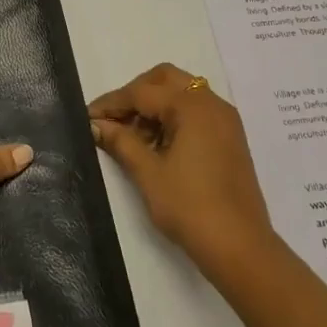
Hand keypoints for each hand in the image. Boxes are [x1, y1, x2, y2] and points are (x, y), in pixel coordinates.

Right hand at [89, 63, 280, 277]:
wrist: (239, 246)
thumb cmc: (190, 207)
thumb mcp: (148, 173)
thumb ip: (121, 142)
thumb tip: (96, 124)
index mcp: (193, 107)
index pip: (142, 92)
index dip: (112, 103)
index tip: (87, 117)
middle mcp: (212, 104)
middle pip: (166, 80)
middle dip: (135, 94)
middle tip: (112, 120)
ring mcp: (225, 121)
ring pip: (182, 94)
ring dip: (154, 106)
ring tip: (130, 137)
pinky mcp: (229, 139)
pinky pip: (196, 112)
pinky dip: (172, 118)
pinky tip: (155, 145)